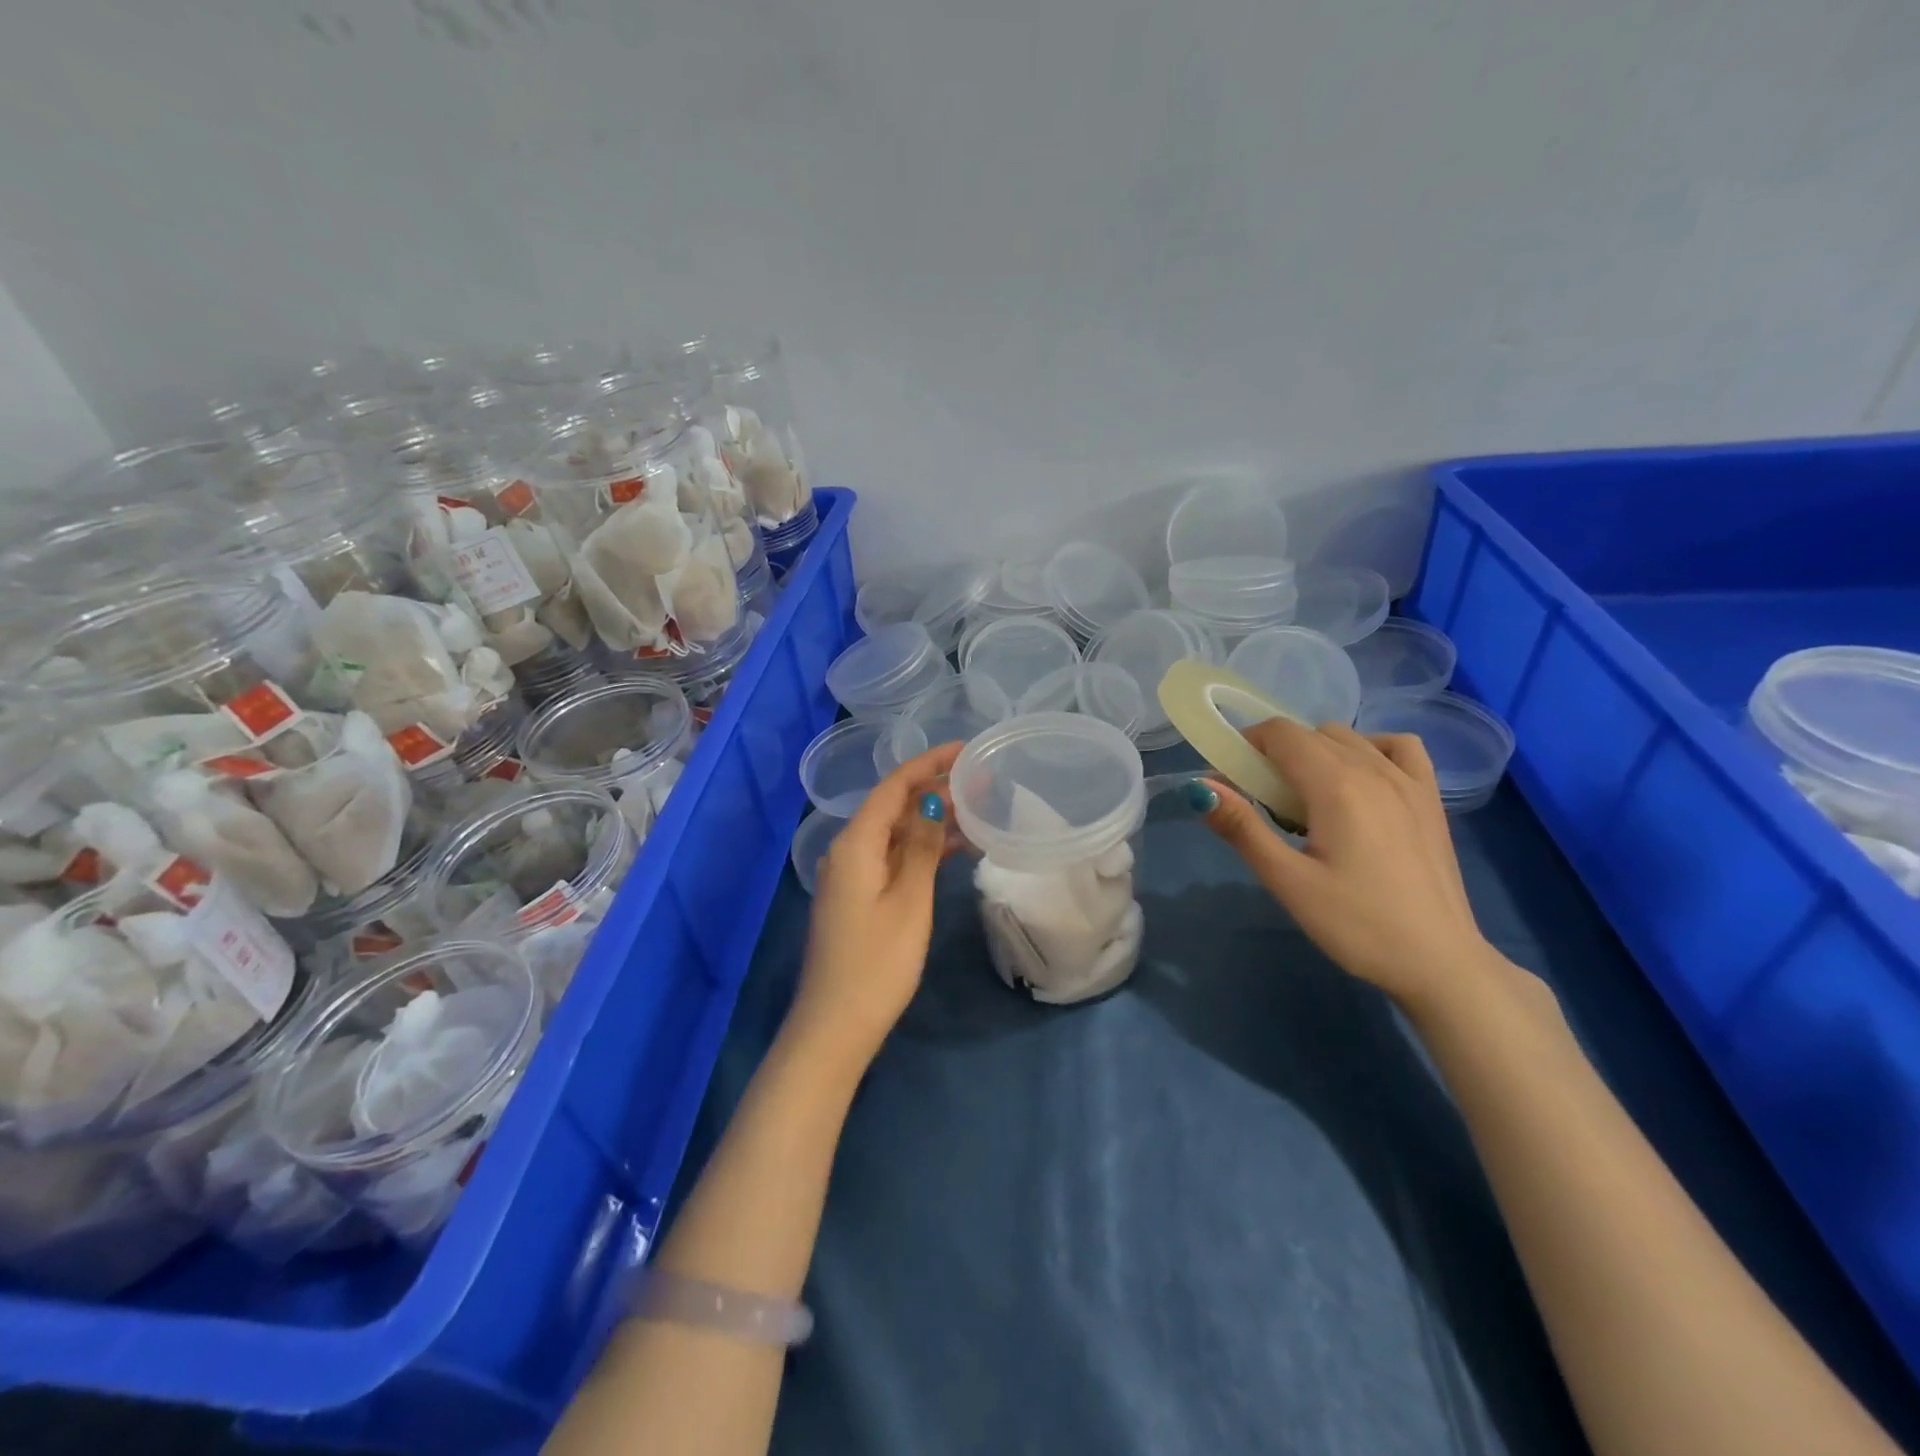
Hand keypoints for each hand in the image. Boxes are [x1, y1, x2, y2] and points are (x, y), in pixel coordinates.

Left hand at [786, 740, 963, 1072]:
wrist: (836, 1025)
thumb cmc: (877, 962)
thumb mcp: (909, 900)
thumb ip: (920, 846)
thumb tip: (932, 799)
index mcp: (855, 844)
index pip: (893, 787)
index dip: (928, 764)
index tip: (964, 750)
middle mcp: (847, 851)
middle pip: (892, 806)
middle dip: (933, 789)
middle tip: (979, 780)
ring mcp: (851, 875)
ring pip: (894, 833)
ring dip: (930, 820)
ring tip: (976, 809)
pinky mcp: (858, 897)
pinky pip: (892, 858)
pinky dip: (920, 849)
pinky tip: (953, 849)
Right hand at [1188, 718, 1504, 1012]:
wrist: (1439, 962)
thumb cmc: (1357, 924)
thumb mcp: (1288, 881)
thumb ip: (1243, 828)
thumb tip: (1201, 788)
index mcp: (1335, 784)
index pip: (1280, 733)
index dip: (1247, 746)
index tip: (1231, 781)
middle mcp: (1373, 769)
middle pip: (1310, 733)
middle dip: (1275, 754)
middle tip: (1262, 803)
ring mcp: (1408, 781)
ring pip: (1348, 738)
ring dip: (1316, 753)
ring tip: (1307, 800)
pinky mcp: (1430, 799)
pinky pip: (1398, 747)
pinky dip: (1370, 749)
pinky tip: (1361, 779)